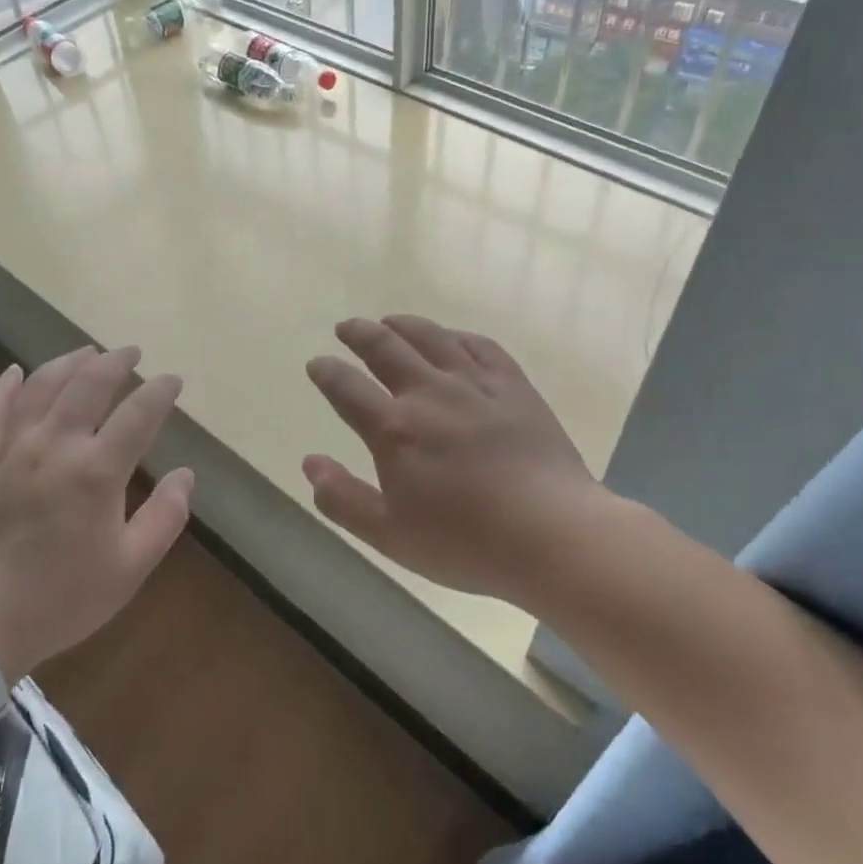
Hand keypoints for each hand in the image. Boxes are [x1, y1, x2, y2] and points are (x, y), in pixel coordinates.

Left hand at [0, 347, 191, 683]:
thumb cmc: (60, 599)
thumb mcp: (129, 568)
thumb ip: (164, 517)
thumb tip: (185, 475)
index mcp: (97, 472)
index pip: (138, 415)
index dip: (159, 392)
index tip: (172, 380)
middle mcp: (54, 446)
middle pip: (87, 386)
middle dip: (115, 362)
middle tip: (130, 352)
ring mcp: (9, 450)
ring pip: (40, 388)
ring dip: (66, 364)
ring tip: (85, 352)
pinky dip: (2, 387)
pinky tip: (13, 372)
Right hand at [304, 316, 615, 607]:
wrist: (552, 534)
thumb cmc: (465, 542)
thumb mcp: (389, 534)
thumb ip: (342, 498)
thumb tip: (310, 463)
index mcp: (394, 429)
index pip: (346, 388)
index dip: (326, 372)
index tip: (317, 363)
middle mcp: (429, 393)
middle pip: (385, 348)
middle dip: (359, 333)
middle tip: (346, 328)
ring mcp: (474, 384)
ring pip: (431, 337)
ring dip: (403, 325)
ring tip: (389, 321)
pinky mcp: (513, 386)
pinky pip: (479, 345)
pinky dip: (456, 335)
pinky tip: (451, 338)